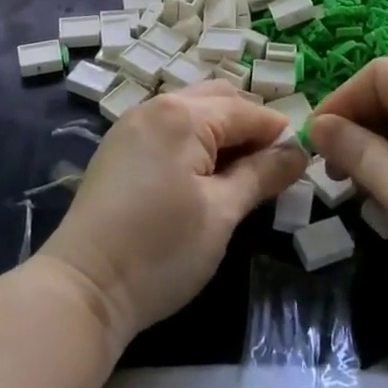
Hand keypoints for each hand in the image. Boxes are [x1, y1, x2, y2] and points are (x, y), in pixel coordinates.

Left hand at [38, 82, 306, 348]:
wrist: (84, 288)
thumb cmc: (160, 251)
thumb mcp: (222, 214)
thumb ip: (262, 175)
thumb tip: (298, 151)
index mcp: (182, 115)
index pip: (246, 110)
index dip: (279, 133)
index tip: (303, 163)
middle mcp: (155, 106)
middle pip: (218, 100)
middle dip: (249, 127)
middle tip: (270, 170)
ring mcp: (131, 125)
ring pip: (191, 112)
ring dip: (221, 133)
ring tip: (240, 176)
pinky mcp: (118, 147)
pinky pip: (168, 128)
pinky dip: (193, 141)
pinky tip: (202, 176)